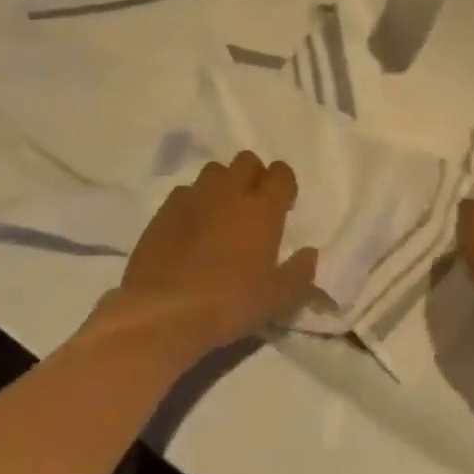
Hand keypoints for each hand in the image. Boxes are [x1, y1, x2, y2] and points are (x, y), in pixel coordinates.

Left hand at [103, 152, 317, 360]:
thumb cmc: (228, 304)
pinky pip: (185, 192)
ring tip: (222, 212)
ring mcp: (194, 197)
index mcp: (262, 208)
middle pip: (247, 161)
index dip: (285, 184)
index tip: (284, 206)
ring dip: (223, 184)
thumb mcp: (276, 299)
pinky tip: (191, 227)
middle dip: (254, 176)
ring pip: (214, 171)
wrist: (162, 312)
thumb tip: (310, 253)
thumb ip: (299, 273)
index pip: (281, 173)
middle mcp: (229, 192)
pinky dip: (194, 202)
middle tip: (254, 206)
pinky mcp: (164, 211)